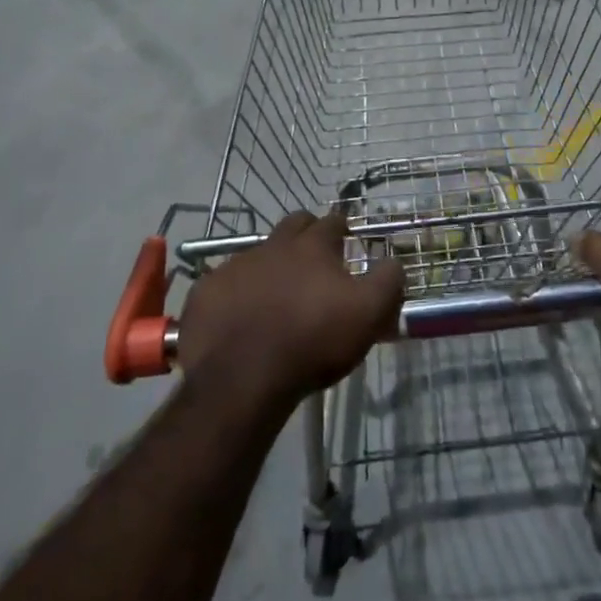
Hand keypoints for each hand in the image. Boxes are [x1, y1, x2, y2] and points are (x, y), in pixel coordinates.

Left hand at [177, 211, 403, 413]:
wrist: (242, 378)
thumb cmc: (312, 342)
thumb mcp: (368, 315)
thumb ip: (388, 282)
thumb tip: (395, 262)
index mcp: (312, 247)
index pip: (332, 222)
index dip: (341, 229)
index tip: (347, 240)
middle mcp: (272, 245)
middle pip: (293, 225)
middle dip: (306, 233)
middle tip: (315, 258)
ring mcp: (234, 266)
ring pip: (258, 253)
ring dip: (270, 265)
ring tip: (277, 294)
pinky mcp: (205, 292)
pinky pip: (224, 283)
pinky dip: (236, 293)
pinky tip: (240, 316)